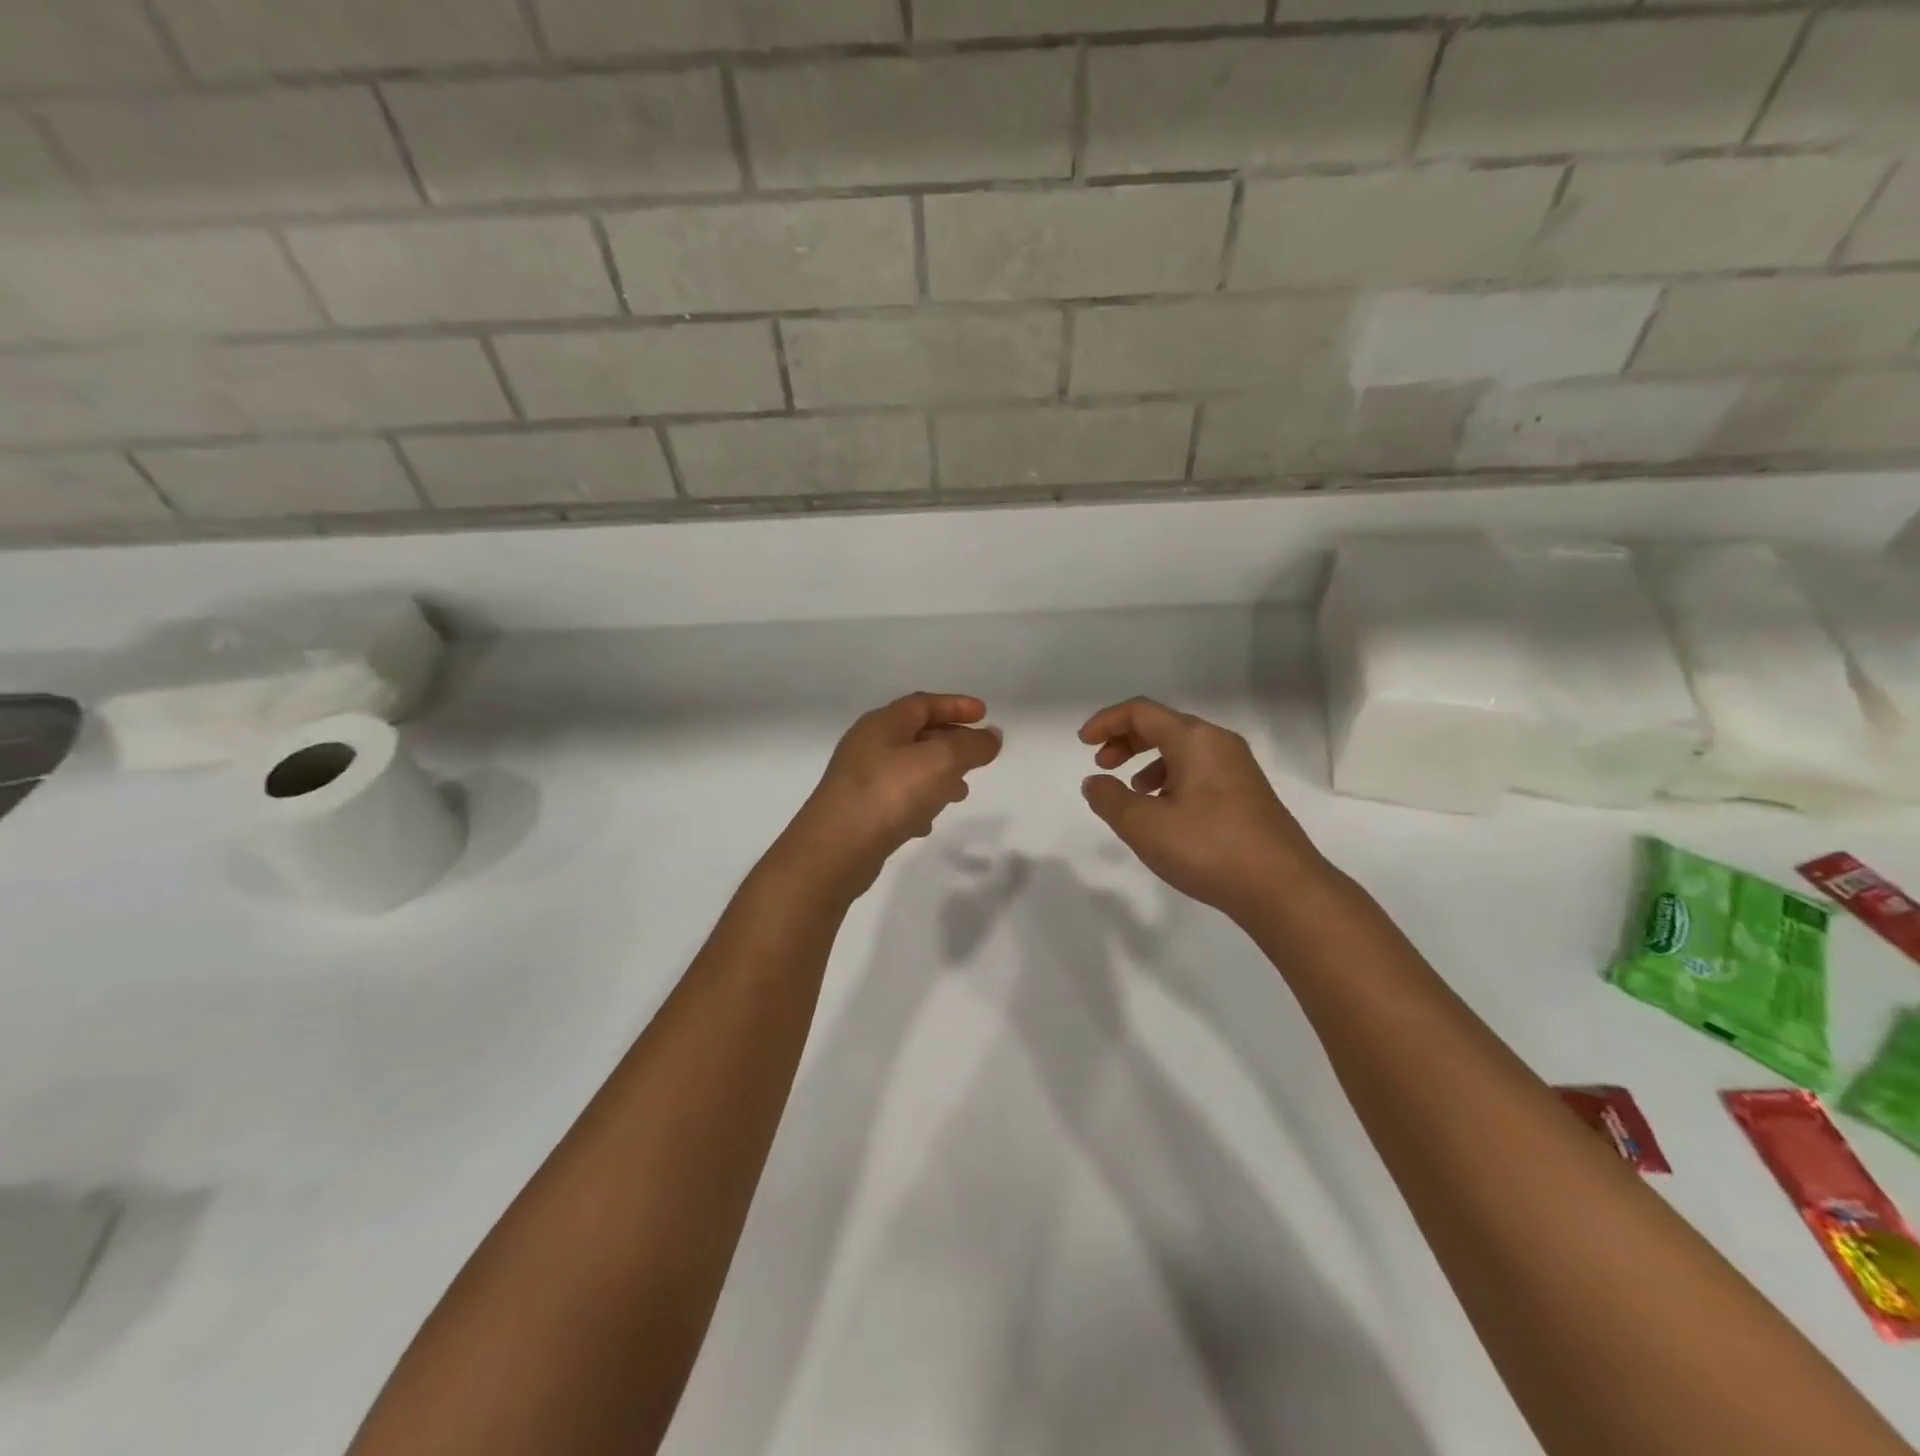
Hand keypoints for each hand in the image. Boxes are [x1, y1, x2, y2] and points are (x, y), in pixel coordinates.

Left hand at [781, 693, 1002, 900]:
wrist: (835, 850)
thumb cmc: (889, 793)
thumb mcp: (940, 762)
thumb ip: (971, 746)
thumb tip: (992, 736)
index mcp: (883, 724)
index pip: (924, 704)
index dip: (956, 706)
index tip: (985, 714)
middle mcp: (868, 746)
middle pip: (916, 734)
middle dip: (951, 742)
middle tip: (978, 755)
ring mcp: (860, 780)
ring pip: (908, 768)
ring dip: (937, 775)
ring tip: (961, 792)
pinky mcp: (858, 812)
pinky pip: (895, 798)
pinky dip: (918, 803)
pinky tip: (928, 822)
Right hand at [1079, 697, 1326, 919]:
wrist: (1282, 888)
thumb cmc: (1208, 848)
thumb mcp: (1144, 825)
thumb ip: (1110, 799)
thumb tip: (1094, 782)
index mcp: (1194, 739)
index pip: (1141, 712)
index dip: (1107, 722)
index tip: (1082, 743)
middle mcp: (1219, 744)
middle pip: (1163, 726)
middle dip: (1126, 740)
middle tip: (1103, 765)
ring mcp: (1238, 769)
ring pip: (1183, 750)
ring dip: (1148, 761)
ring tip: (1132, 792)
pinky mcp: (1247, 795)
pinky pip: (1199, 771)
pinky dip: (1172, 780)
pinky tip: (1165, 812)